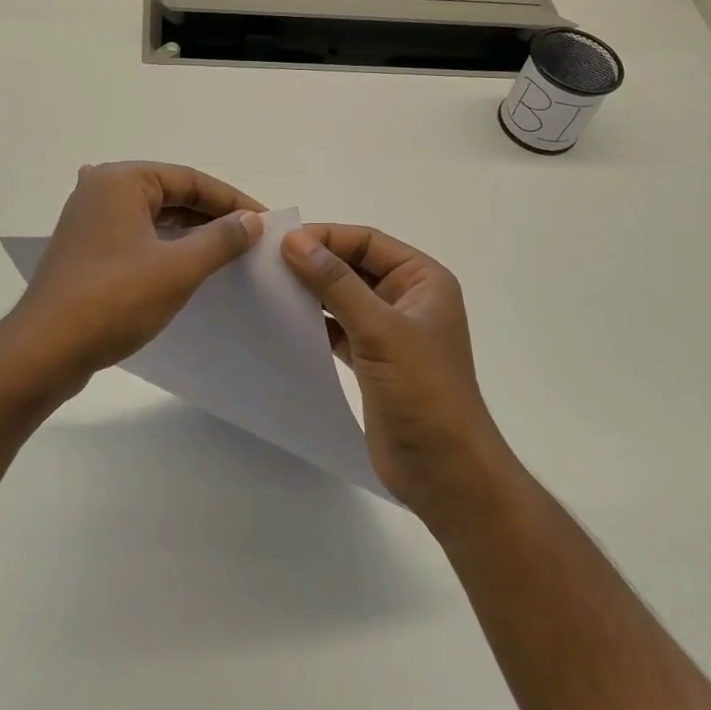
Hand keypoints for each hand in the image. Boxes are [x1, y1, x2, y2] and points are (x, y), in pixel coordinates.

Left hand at [9, 162, 265, 394]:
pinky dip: (164, 247)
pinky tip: (186, 266)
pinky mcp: (84, 249)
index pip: (190, 179)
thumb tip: (251, 220)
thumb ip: (221, 239)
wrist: (44, 351)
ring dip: (189, 233)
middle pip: (170, 194)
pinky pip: (136, 237)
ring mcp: (88, 220)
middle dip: (211, 215)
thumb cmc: (114, 300)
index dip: (231, 200)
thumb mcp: (178, 268)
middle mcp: (101, 189)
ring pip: (153, 217)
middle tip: (250, 238)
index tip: (264, 221)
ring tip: (227, 253)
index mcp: (121, 180)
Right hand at [282, 225, 512, 522]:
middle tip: (265, 264)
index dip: (325, 238)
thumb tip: (292, 241)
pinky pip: (338, 328)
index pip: (367, 242)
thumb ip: (335, 283)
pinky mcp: (373, 360)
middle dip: (314, 263)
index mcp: (422, 279)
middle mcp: (408, 298)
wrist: (445, 471)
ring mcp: (390, 330)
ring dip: (311, 292)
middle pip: (354, 266)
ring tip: (268, 289)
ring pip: (343, 297)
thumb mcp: (379, 329)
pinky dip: (314, 323)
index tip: (279, 243)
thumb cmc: (422, 390)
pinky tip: (284, 322)